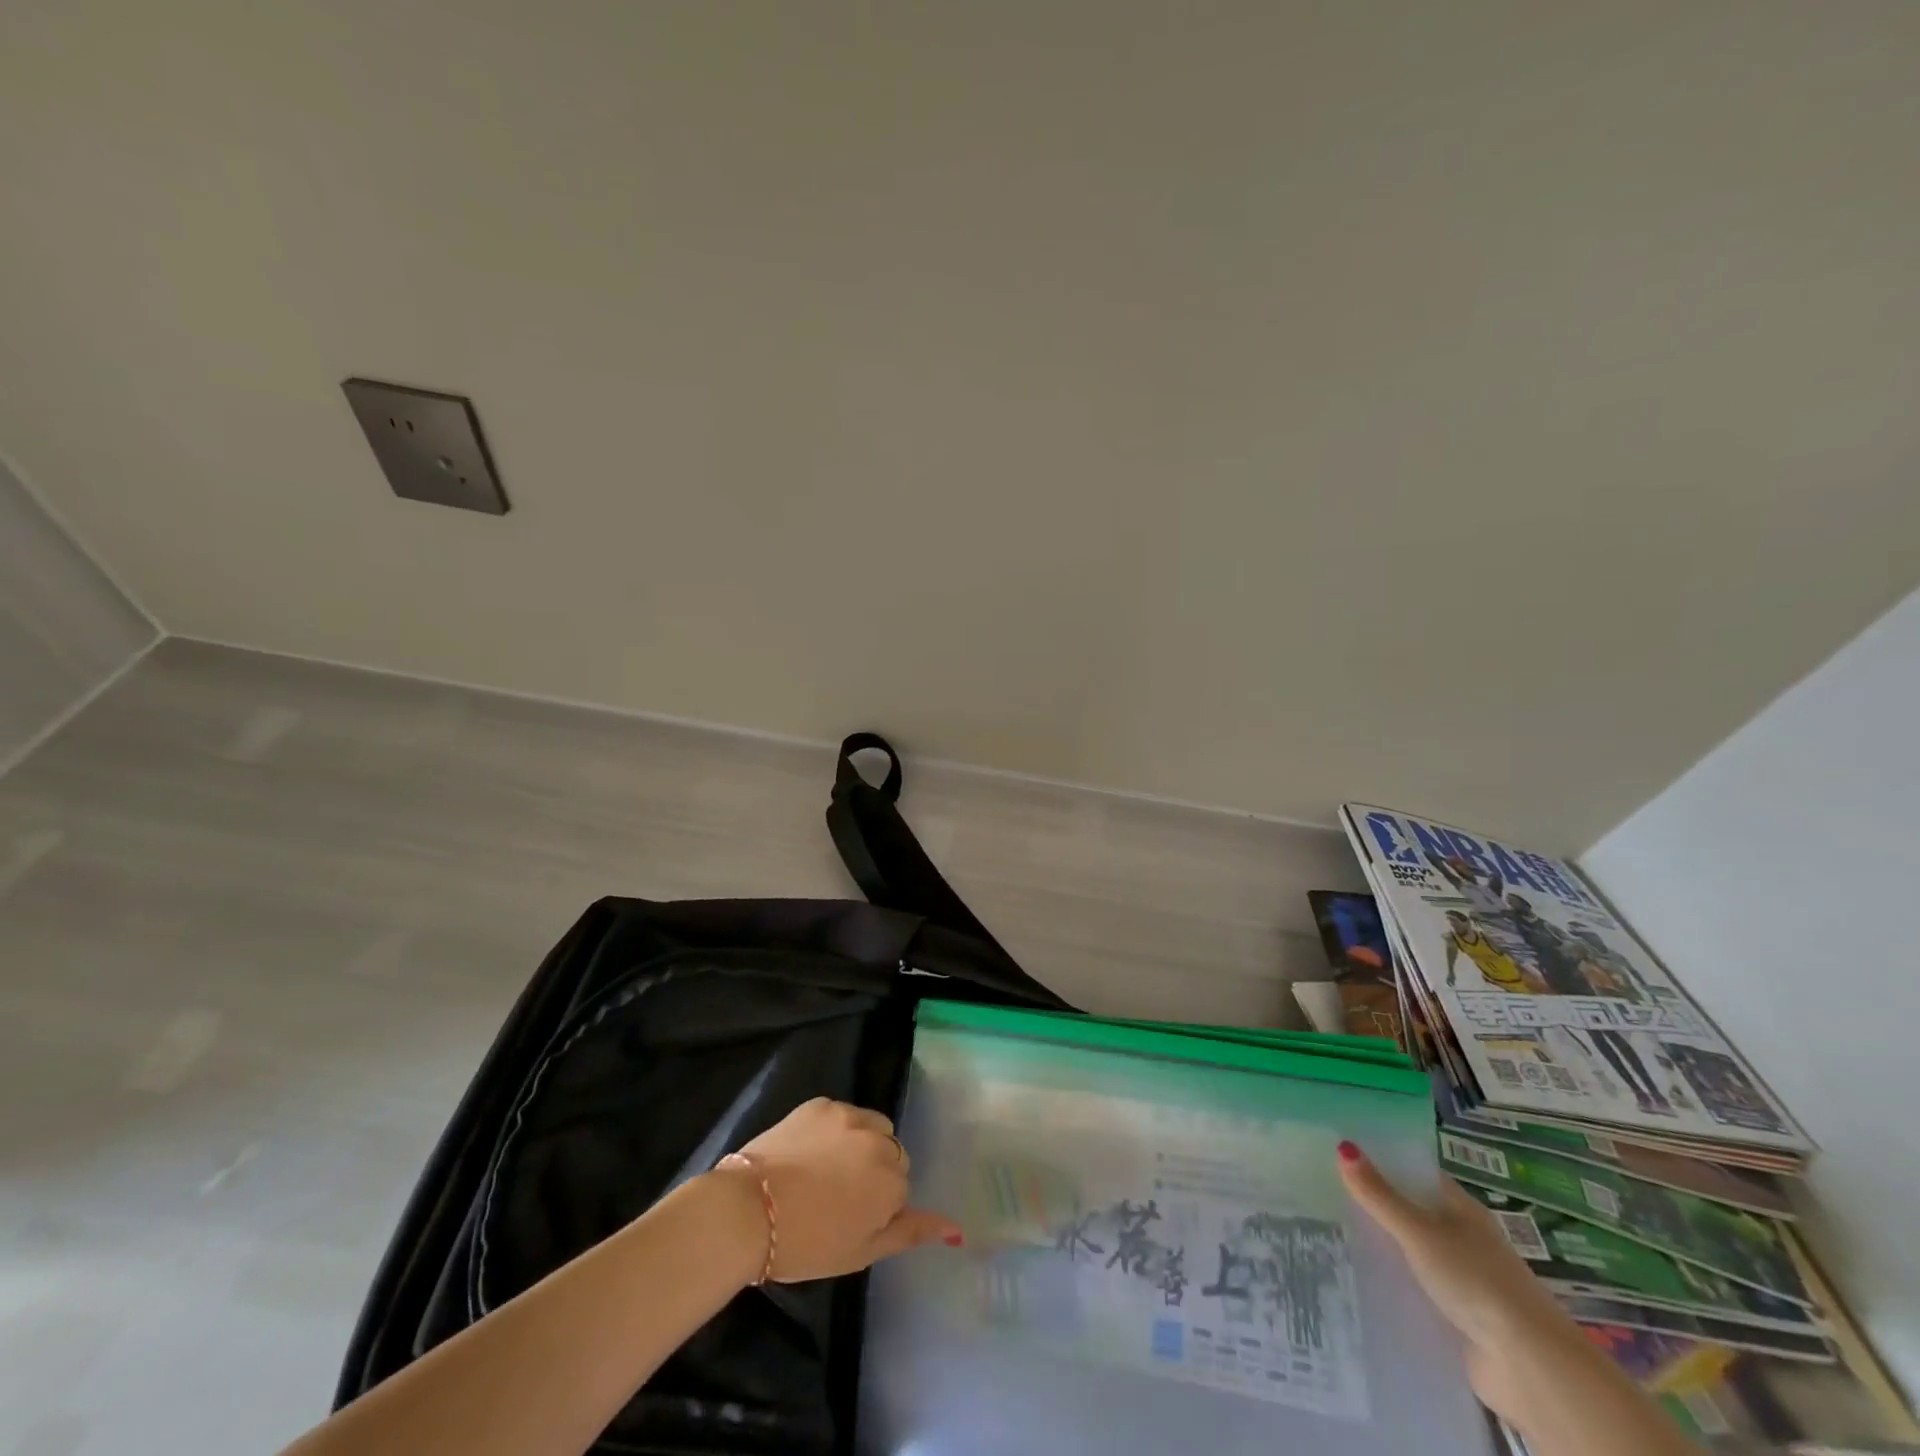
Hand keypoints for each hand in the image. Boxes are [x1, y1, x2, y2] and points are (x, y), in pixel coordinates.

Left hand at [719, 1098, 962, 1283]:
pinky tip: (808, 1153)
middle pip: (891, 1151)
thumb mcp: (863, 1250)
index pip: (901, 1186)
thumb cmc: (807, 1243)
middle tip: (838, 1199)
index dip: (877, 1206)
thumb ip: (911, 1232)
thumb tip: (957, 1229)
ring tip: (825, 1172)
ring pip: (870, 1127)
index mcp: (892, 1178)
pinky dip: (833, 1130)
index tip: (850, 1221)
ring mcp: (848, 1115)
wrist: (748, 1211)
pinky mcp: (820, 1103)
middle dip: (874, 1171)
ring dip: (859, 1144)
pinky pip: (841, 1114)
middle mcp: (878, 1138)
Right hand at [1337, 1141, 1584, 1420]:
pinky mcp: (1457, 1314)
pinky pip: (1416, 1288)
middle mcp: (1463, 1238)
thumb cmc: (1475, 1280)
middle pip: (1411, 1212)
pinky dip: (1393, 1283)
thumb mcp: (1419, 1232)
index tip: (1339, 1153)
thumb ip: (1380, 1195)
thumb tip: (1343, 1146)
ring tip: (1330, 1233)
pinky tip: (1358, 1278)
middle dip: (1374, 1205)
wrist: (1528, 1365)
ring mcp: (1462, 1278)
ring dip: (1382, 1247)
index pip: (1416, 1173)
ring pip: (1411, 1251)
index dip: (1381, 1161)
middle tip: (1323, 1192)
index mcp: (1461, 1209)